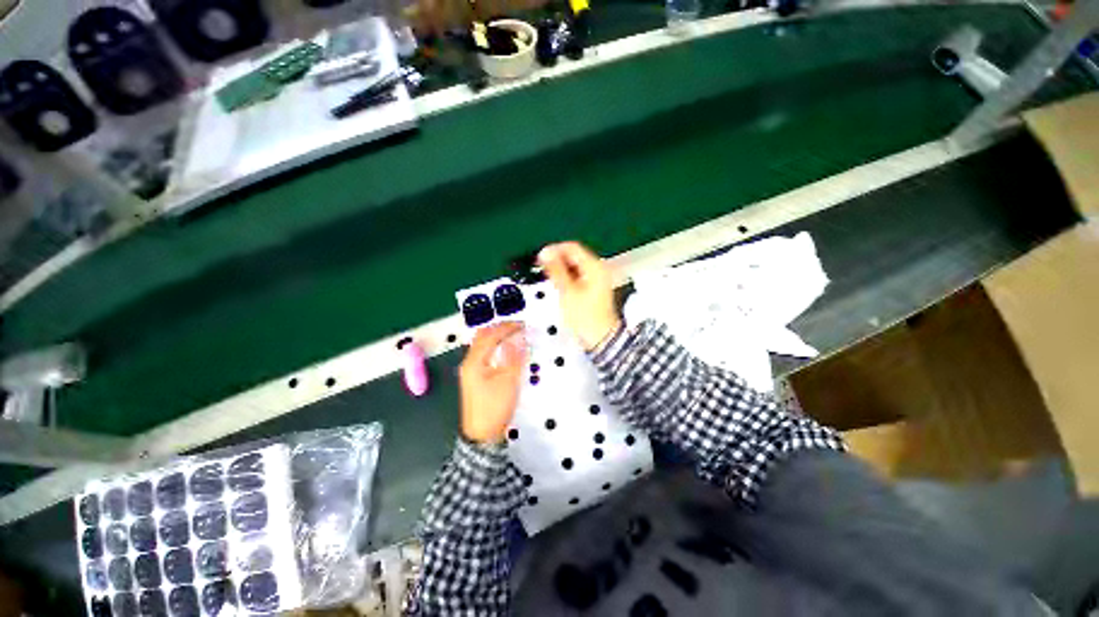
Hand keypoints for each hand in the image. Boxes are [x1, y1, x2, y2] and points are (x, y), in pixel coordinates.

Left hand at [459, 322, 527, 443]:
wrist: (482, 435)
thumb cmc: (495, 407)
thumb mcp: (508, 381)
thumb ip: (514, 357)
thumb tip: (519, 338)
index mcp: (474, 361)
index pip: (490, 335)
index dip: (507, 327)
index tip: (523, 325)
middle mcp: (469, 361)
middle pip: (482, 336)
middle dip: (500, 328)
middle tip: (518, 327)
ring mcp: (470, 369)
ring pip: (483, 344)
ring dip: (498, 337)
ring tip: (515, 336)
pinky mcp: (475, 376)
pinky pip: (484, 353)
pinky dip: (495, 347)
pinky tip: (506, 350)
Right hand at [539, 242, 620, 350]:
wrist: (599, 337)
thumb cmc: (586, 317)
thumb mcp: (567, 291)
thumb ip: (555, 270)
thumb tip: (546, 253)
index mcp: (594, 267)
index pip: (572, 247)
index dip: (554, 249)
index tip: (541, 257)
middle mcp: (598, 270)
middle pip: (574, 255)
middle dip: (557, 260)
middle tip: (542, 268)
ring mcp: (596, 279)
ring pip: (574, 266)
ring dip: (560, 269)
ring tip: (549, 278)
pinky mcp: (592, 288)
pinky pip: (577, 276)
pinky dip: (566, 278)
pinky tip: (559, 285)